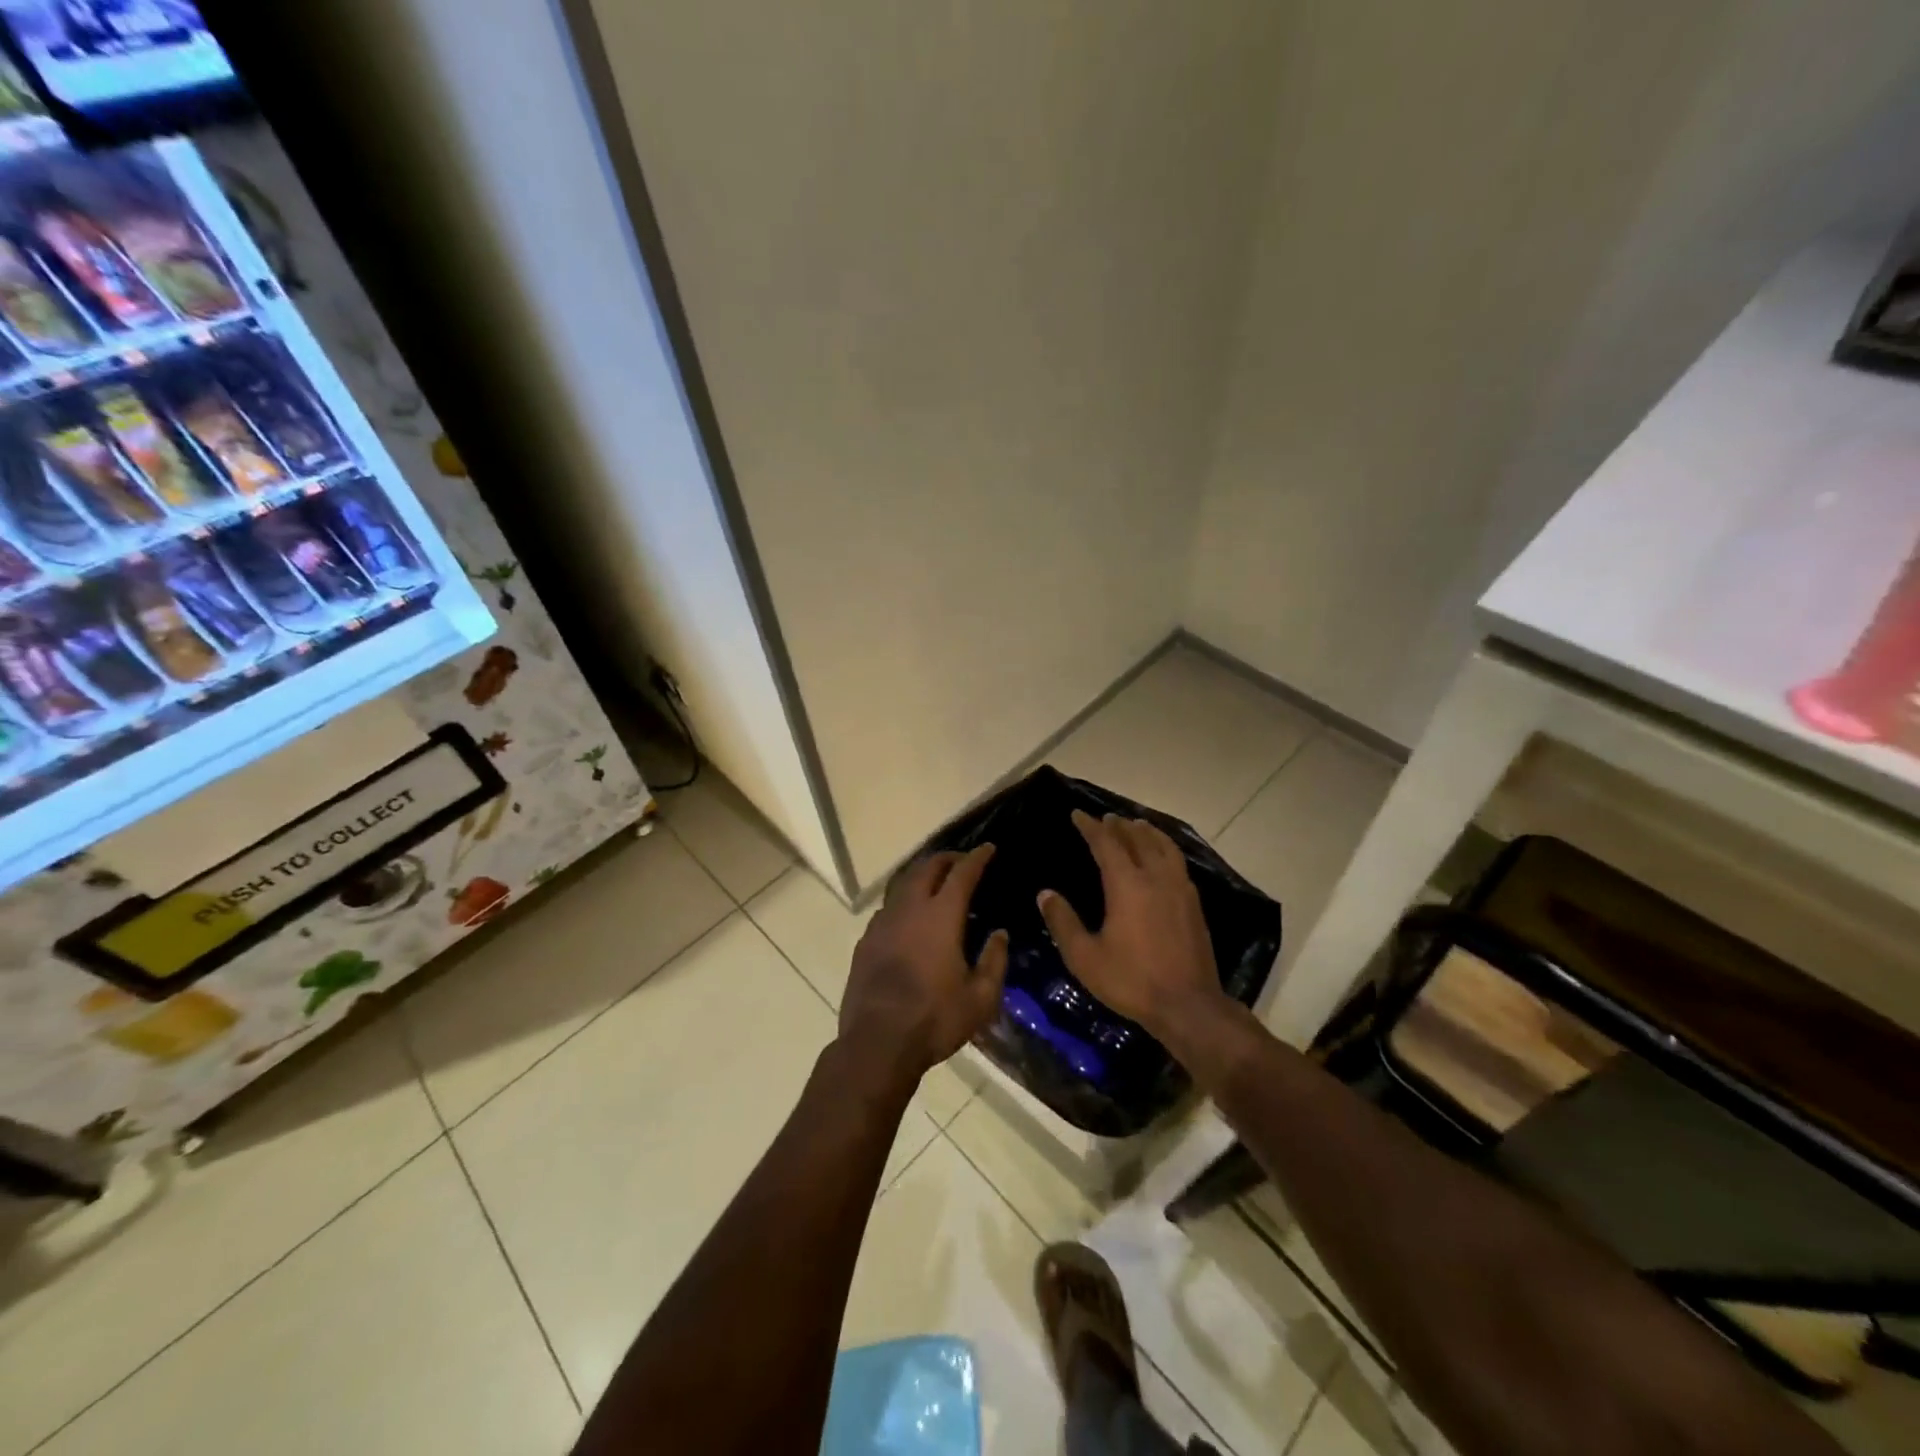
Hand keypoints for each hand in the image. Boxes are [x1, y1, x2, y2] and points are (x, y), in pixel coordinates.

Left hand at [839, 845, 1008, 1094]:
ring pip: (903, 884)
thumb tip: (999, 934)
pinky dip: (904, 900)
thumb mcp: (980, 998)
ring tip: (936, 882)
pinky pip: (888, 907)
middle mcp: (909, 909)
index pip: (962, 874)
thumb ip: (994, 961)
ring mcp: (883, 923)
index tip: (988, 848)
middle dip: (947, 858)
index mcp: (941, 916)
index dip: (977, 858)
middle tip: (962, 861)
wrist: (877, 1042)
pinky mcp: (866, 941)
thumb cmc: (935, 1019)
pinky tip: (909, 917)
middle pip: (927, 868)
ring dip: (922, 875)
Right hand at [1037, 810, 1224, 1037]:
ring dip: (1147, 832)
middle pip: (1138, 839)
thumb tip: (1045, 894)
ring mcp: (1180, 890)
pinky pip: (1178, 862)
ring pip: (1164, 847)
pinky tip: (1162, 858)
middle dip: (1119, 825)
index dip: (1091, 827)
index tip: (1078, 814)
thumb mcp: (1085, 957)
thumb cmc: (1131, 981)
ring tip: (1137, 825)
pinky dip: (1165, 849)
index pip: (1106, 844)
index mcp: (1127, 885)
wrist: (1188, 1006)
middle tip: (1106, 818)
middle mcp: (1155, 878)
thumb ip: (1063, 922)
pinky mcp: (1194, 905)